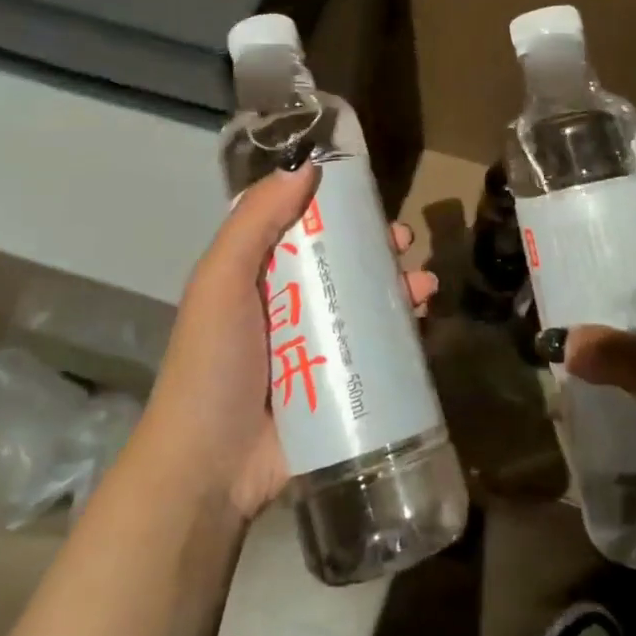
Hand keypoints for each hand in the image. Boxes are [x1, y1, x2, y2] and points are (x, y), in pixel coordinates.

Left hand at [139, 164, 437, 522]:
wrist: (211, 469)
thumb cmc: (213, 363)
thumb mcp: (221, 281)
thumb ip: (255, 222)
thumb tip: (304, 166)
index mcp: (258, 277)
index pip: (302, 227)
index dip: (336, 208)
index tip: (366, 197)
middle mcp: (290, 306)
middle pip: (342, 263)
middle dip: (377, 248)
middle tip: (403, 242)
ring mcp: (319, 347)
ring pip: (367, 302)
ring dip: (399, 286)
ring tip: (424, 284)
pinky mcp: (342, 384)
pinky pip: (380, 348)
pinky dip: (405, 330)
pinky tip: (424, 320)